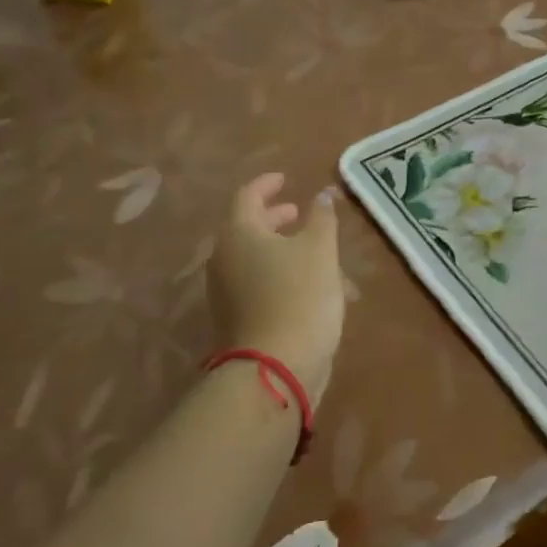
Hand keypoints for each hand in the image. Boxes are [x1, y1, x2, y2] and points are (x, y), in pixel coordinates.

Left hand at [208, 173, 344, 405]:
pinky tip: (308, 285)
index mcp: (238, 234)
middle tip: (298, 213)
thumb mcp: (320, 249)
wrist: (276, 366)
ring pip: (254, 258)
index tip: (285, 180)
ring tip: (314, 252)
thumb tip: (323, 194)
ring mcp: (225, 291)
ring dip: (281, 249)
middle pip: (247, 228)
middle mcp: (224, 258)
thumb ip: (322, 217)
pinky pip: (257, 284)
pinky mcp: (236, 317)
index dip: (267, 184)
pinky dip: (279, 274)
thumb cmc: (300, 295)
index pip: (247, 196)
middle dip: (274, 218)